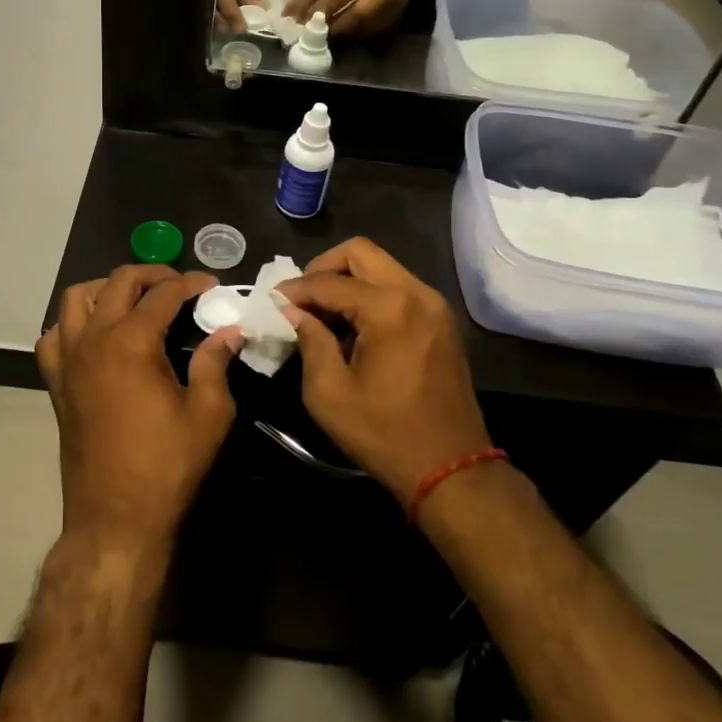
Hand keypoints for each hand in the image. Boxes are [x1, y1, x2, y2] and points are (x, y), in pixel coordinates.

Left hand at [36, 265, 241, 553]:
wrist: (115, 520)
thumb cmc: (167, 467)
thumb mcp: (208, 414)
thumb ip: (216, 363)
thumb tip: (230, 331)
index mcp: (131, 341)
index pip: (164, 293)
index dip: (191, 283)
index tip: (212, 285)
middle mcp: (93, 339)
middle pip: (117, 282)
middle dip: (152, 274)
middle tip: (179, 286)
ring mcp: (68, 360)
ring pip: (76, 299)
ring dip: (106, 289)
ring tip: (134, 300)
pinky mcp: (56, 383)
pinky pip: (54, 336)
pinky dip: (72, 324)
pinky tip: (95, 335)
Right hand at [277, 239, 490, 507]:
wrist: (451, 468)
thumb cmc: (384, 434)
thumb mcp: (329, 393)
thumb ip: (309, 341)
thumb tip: (293, 312)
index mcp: (389, 308)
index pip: (329, 282)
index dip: (295, 290)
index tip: (270, 301)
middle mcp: (416, 293)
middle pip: (360, 252)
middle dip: (323, 268)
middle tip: (300, 297)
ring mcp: (434, 304)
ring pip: (381, 266)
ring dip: (347, 279)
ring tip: (321, 311)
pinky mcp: (441, 320)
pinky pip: (397, 286)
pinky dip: (369, 293)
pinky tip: (351, 324)